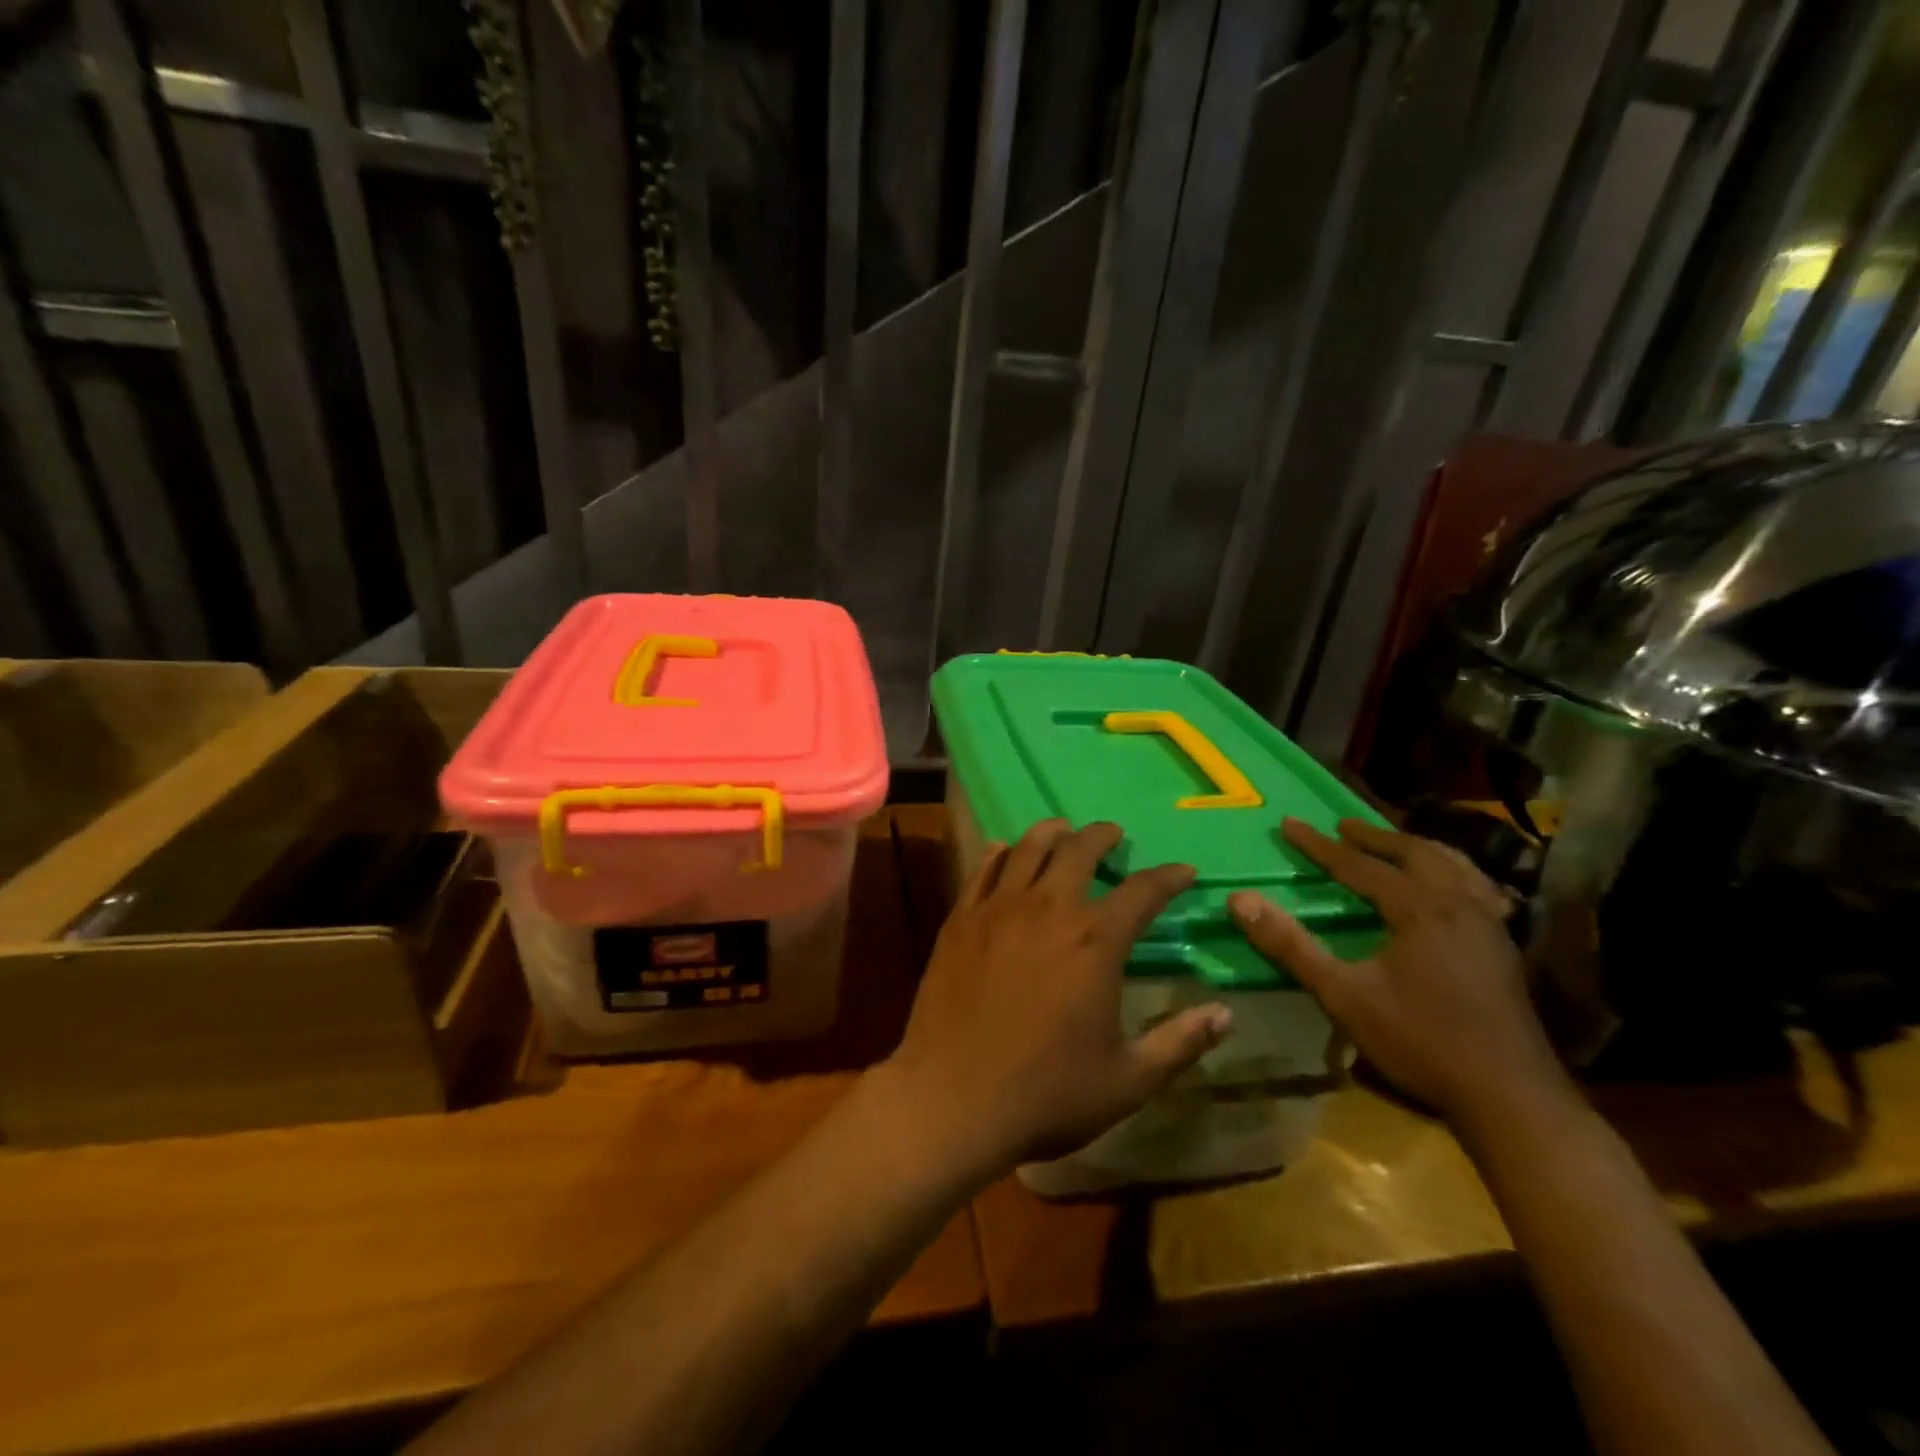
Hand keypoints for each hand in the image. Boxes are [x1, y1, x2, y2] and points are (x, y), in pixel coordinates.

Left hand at [879, 820, 1231, 1181]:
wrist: (952, 1099)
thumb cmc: (1046, 1093)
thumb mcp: (1127, 1080)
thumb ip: (1179, 1043)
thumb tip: (1225, 1014)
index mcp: (1095, 942)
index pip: (1142, 892)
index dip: (1168, 877)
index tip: (1183, 870)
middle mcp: (1048, 910)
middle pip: (1079, 851)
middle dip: (1102, 836)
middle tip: (1113, 834)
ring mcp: (998, 910)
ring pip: (1027, 848)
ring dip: (1051, 832)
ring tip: (1063, 829)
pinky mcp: (960, 920)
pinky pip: (983, 870)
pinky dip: (1000, 854)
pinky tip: (1004, 850)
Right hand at [1228, 817, 1571, 1128]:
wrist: (1510, 1098)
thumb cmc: (1420, 1041)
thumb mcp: (1342, 994)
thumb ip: (1290, 945)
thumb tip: (1240, 900)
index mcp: (1419, 908)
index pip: (1359, 865)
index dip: (1320, 845)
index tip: (1289, 823)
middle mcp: (1459, 904)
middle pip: (1415, 853)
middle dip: (1375, 837)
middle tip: (1343, 826)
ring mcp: (1490, 925)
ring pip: (1454, 866)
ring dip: (1417, 849)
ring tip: (1394, 845)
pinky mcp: (1505, 948)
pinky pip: (1479, 889)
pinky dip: (1455, 874)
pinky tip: (1452, 889)